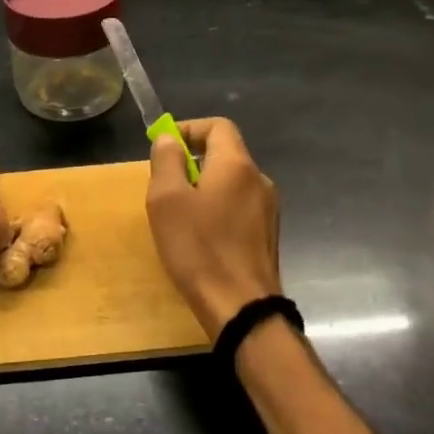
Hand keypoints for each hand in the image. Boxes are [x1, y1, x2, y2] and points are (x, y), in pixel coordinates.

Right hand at [146, 118, 280, 338]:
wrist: (241, 308)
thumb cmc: (199, 248)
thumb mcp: (167, 200)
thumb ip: (166, 160)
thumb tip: (170, 139)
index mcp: (237, 165)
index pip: (218, 126)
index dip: (189, 129)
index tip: (165, 148)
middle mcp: (259, 180)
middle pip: (225, 154)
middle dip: (192, 162)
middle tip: (165, 186)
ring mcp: (268, 209)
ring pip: (231, 183)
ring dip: (204, 188)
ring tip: (179, 215)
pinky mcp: (267, 235)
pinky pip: (239, 207)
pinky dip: (218, 209)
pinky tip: (201, 237)